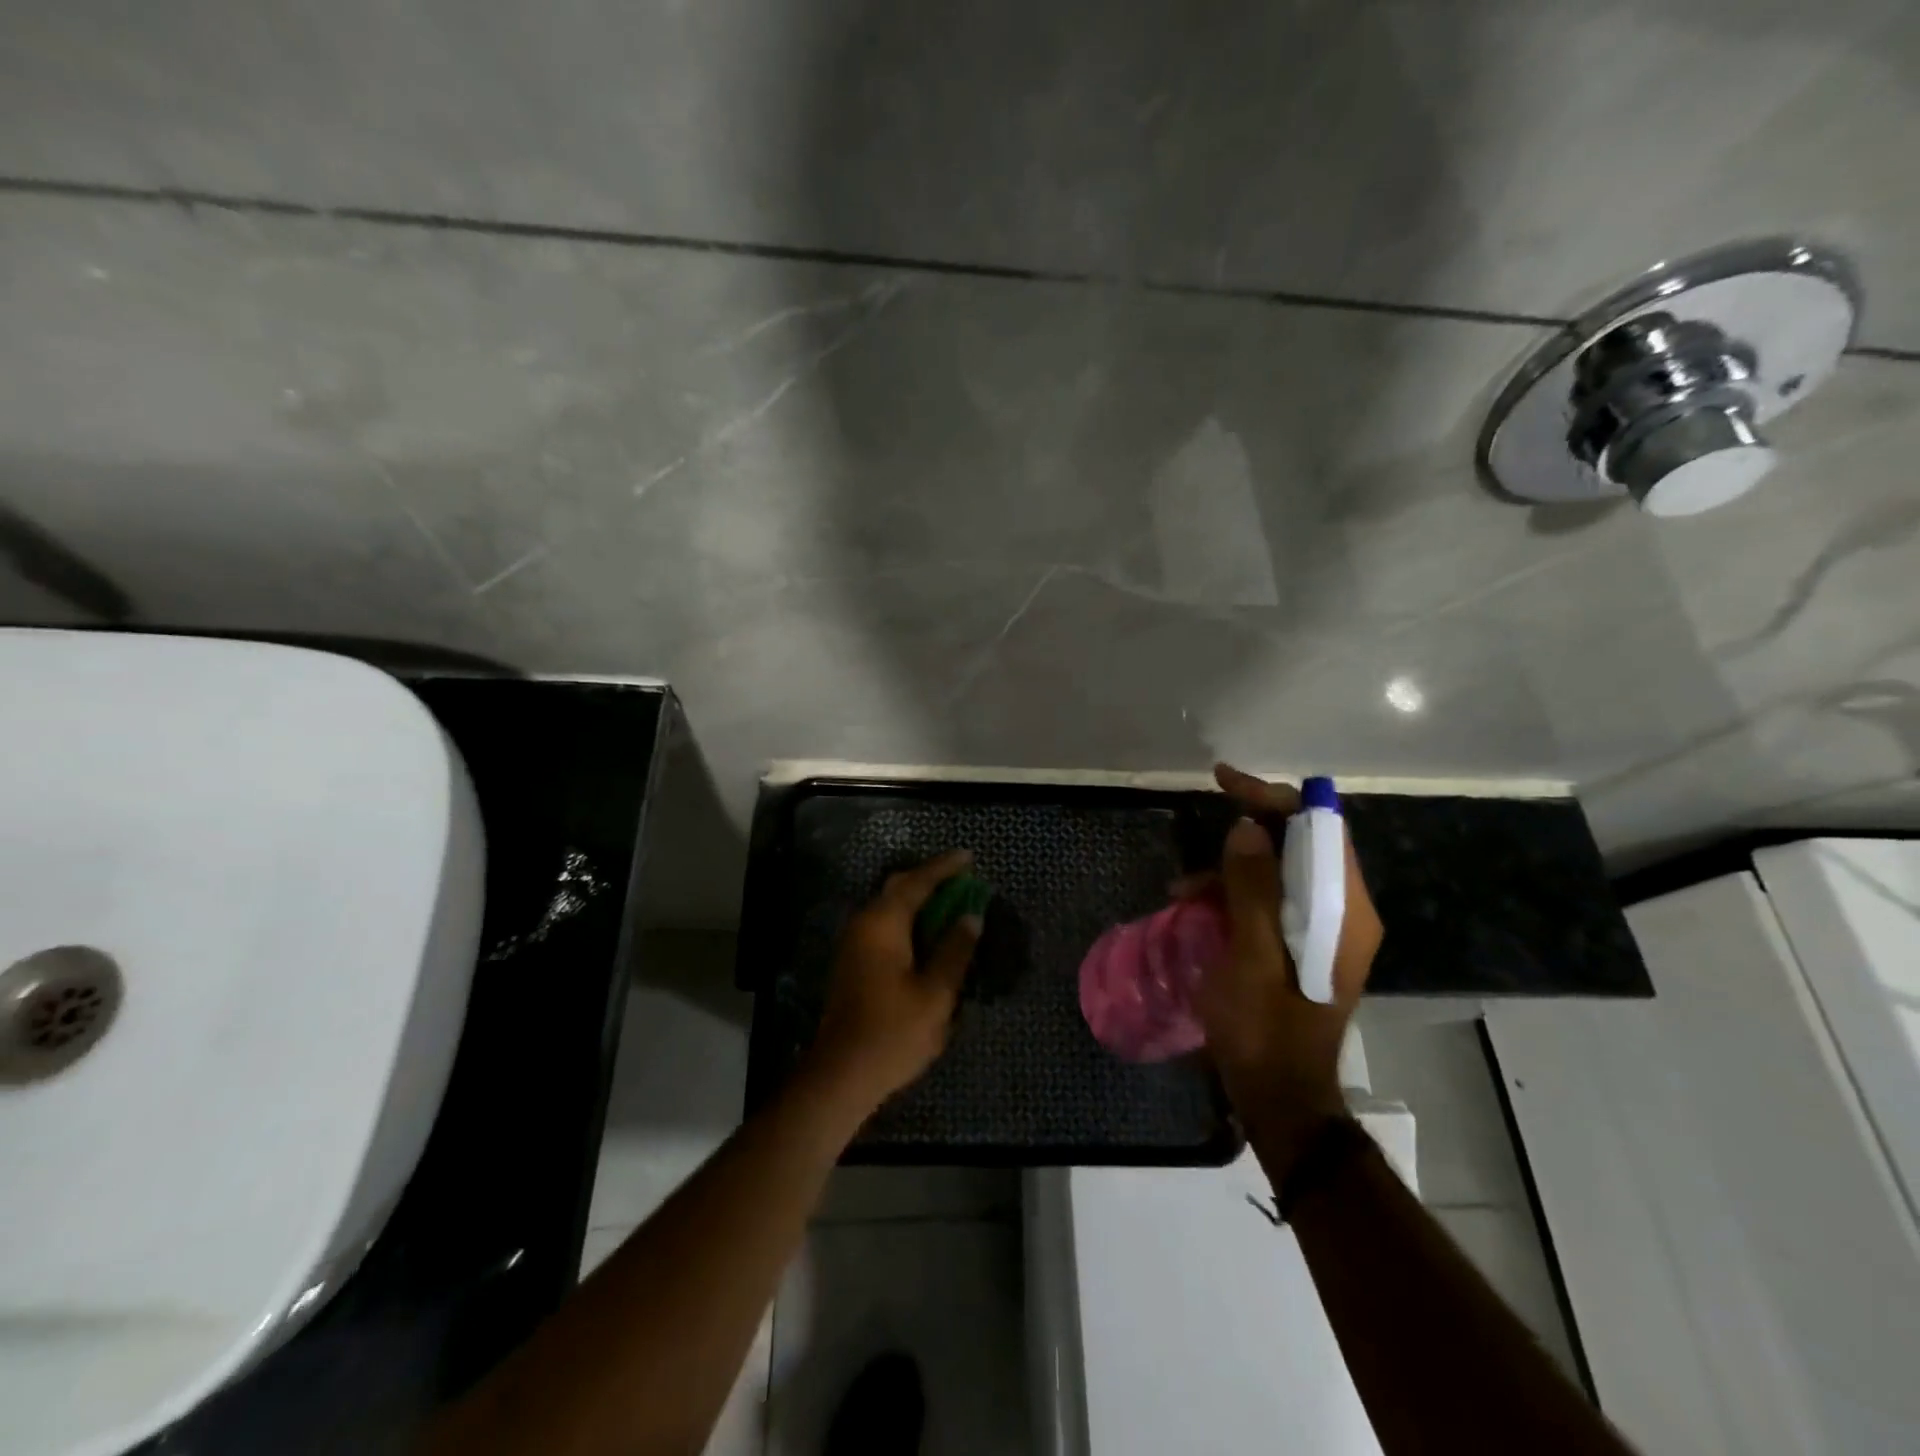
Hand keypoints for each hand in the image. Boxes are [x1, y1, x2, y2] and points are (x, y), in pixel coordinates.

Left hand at [804, 849, 981, 1115]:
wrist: (841, 1074)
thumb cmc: (893, 1032)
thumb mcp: (935, 993)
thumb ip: (954, 950)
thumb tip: (970, 917)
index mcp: (883, 924)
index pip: (917, 883)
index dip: (944, 868)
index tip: (968, 857)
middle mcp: (864, 925)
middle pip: (898, 888)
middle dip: (929, 879)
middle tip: (961, 878)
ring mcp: (854, 944)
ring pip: (889, 907)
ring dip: (919, 901)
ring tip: (950, 904)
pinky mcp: (854, 963)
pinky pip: (884, 926)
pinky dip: (908, 921)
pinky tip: (928, 935)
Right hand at [1193, 765, 1383, 1154]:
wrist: (1280, 1098)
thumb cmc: (1264, 1031)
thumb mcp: (1250, 957)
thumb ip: (1252, 890)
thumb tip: (1248, 829)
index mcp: (1343, 911)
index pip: (1320, 828)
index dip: (1274, 798)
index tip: (1225, 784)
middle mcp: (1343, 912)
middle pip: (1301, 844)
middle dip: (1248, 829)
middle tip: (1201, 825)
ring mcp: (1323, 930)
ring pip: (1280, 871)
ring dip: (1232, 869)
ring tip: (1182, 890)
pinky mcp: (1302, 946)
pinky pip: (1270, 899)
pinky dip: (1233, 895)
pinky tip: (1195, 910)